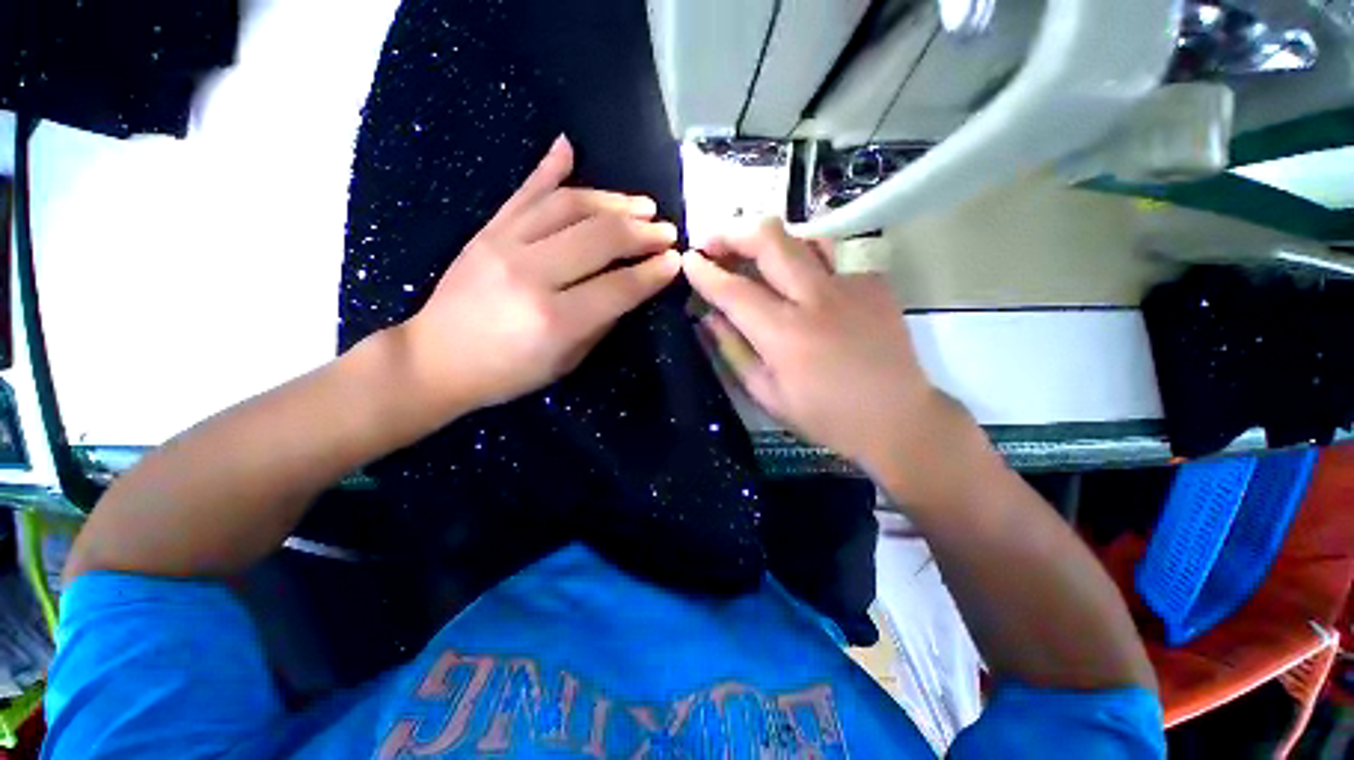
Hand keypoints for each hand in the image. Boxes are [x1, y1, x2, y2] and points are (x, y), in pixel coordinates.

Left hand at [400, 136, 680, 414]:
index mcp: (555, 320)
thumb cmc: (508, 373)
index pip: (619, 287)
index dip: (652, 272)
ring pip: (568, 206)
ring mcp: (504, 245)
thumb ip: (601, 322)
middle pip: (599, 238)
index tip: (675, 260)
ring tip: (641, 204)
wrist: (435, 359)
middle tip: (667, 230)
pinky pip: (523, 192)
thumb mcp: (566, 361)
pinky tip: (569, 147)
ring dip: (612, 201)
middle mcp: (531, 275)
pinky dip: (548, 168)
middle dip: (642, 232)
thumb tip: (631, 287)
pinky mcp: (486, 231)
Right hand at [683, 219, 942, 471]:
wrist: (896, 417)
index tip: (689, 260)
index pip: (734, 290)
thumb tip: (708, 317)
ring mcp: (851, 284)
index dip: (705, 271)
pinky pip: (834, 250)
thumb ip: (733, 351)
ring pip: (803, 234)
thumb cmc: (825, 416)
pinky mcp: (874, 281)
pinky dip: (805, 251)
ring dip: (769, 239)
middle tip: (714, 243)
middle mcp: (816, 299)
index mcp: (785, 335)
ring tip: (754, 254)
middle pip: (769, 240)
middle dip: (732, 233)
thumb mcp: (767, 394)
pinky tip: (798, 269)